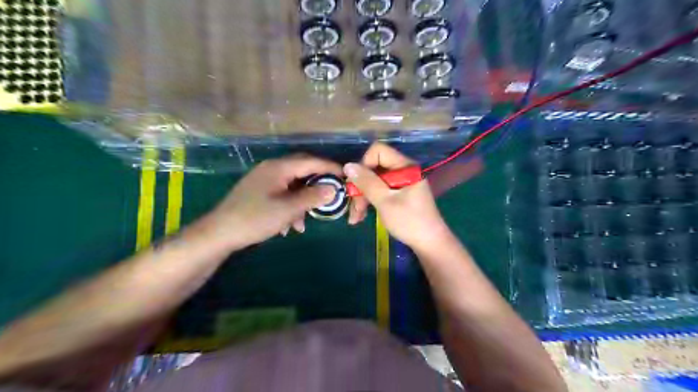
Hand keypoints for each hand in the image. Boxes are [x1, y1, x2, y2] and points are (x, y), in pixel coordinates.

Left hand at [197, 154, 343, 249]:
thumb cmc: (255, 218)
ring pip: (293, 185)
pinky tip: (291, 225)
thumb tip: (334, 188)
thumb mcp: (288, 209)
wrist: (219, 233)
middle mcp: (272, 169)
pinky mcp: (259, 192)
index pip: (311, 161)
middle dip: (318, 184)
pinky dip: (291, 206)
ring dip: (303, 200)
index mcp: (279, 168)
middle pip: (302, 171)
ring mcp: (264, 180)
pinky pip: (282, 194)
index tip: (346, 176)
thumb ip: (312, 197)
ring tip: (308, 218)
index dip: (330, 168)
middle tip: (332, 194)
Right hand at [347, 143, 448, 249]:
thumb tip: (348, 165)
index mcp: (405, 167)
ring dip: (362, 198)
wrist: (429, 243)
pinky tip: (361, 216)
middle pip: (374, 168)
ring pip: (374, 182)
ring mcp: (401, 183)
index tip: (358, 184)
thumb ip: (367, 182)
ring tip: (355, 218)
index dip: (364, 164)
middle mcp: (403, 170)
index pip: (378, 151)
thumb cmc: (409, 222)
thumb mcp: (385, 201)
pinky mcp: (399, 194)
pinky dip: (370, 202)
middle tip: (354, 208)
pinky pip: (380, 191)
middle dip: (361, 188)